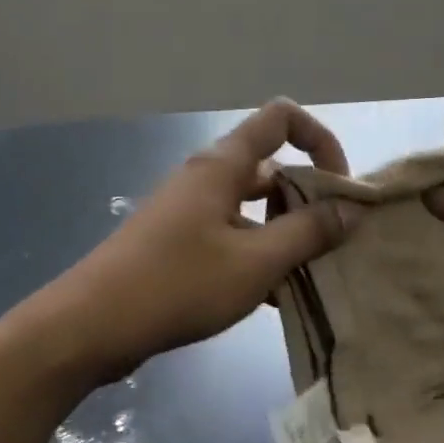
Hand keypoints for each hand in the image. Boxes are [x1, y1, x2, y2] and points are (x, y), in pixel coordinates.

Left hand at [41, 99, 364, 379]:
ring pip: (252, 205)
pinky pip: (232, 233)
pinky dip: (257, 253)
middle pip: (271, 165)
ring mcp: (190, 208)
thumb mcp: (255, 263)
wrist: (91, 324)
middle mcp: (207, 176)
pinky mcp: (179, 240)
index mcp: (224, 165)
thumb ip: (308, 233)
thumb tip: (352, 206)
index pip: (281, 118)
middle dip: (307, 196)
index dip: (319, 141)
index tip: (340, 188)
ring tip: (310, 274)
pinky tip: (275, 297)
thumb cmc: (177, 284)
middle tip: (331, 242)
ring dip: (284, 231)